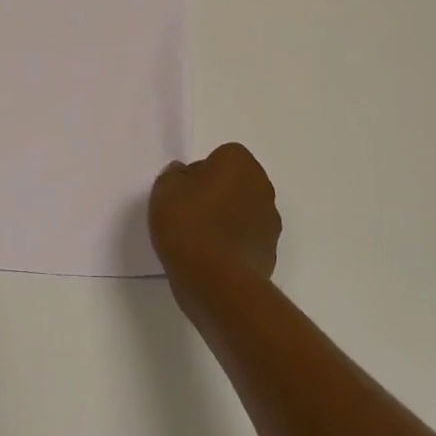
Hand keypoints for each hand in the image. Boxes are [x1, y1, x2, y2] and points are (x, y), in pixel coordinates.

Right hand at [149, 143, 281, 300]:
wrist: (214, 280)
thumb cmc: (188, 223)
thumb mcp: (165, 189)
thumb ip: (175, 175)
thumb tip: (186, 175)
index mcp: (240, 163)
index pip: (222, 156)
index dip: (201, 171)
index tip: (185, 190)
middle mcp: (262, 186)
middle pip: (237, 183)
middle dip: (218, 193)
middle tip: (190, 212)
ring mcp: (270, 222)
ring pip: (244, 212)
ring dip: (228, 219)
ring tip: (199, 239)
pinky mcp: (269, 252)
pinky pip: (247, 240)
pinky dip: (234, 245)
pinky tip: (212, 259)